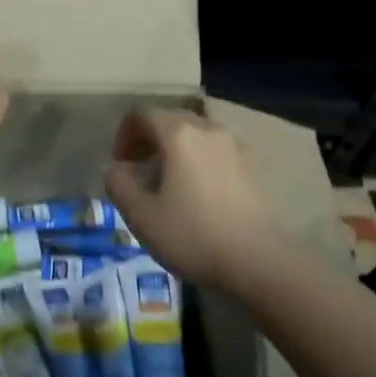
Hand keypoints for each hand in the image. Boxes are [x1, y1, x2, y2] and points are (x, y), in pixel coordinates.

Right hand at [105, 107, 283, 291]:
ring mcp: (235, 146)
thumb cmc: (193, 235)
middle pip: (171, 120)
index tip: (120, 164)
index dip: (124, 135)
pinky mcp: (252, 167)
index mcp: (179, 134)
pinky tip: (198, 194)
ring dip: (176, 150)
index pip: (142, 115)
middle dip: (150, 140)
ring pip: (196, 135)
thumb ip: (118, 184)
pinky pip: (216, 151)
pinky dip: (199, 160)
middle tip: (139, 171)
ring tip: (169, 183)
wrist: (258, 261)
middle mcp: (208, 129)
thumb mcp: (141, 215)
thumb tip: (117, 169)